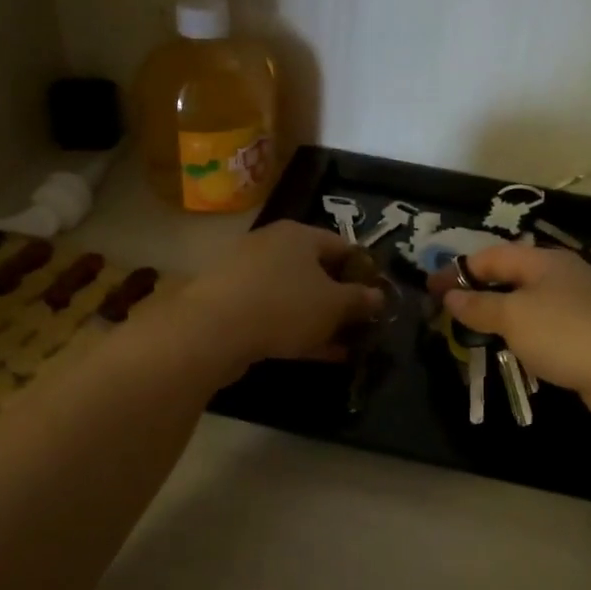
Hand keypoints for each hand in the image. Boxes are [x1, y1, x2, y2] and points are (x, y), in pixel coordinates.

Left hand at [176, 221, 384, 379]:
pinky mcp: (231, 304)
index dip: (363, 270)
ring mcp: (248, 275)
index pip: (341, 245)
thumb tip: (378, 296)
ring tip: (344, 345)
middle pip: (315, 270)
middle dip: (340, 298)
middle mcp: (272, 247)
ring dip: (320, 319)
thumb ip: (359, 300)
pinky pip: (274, 314)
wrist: (212, 330)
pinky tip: (318, 354)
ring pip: (295, 296)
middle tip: (362, 323)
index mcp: (299, 235)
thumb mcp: (333, 305)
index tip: (378, 295)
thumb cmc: (284, 305)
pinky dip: (296, 330)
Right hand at [429, 243, 590, 425]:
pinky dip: (525, 333)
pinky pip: (547, 325)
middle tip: (450, 313)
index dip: (458, 271)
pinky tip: (519, 350)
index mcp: (544, 261)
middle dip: (479, 291)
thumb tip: (451, 295)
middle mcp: (564, 274)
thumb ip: (479, 305)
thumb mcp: (513, 317)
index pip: (490, 256)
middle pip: (511, 276)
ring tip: (477, 334)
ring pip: (530, 302)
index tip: (430, 290)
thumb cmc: (566, 334)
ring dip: (501, 314)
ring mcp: (582, 303)